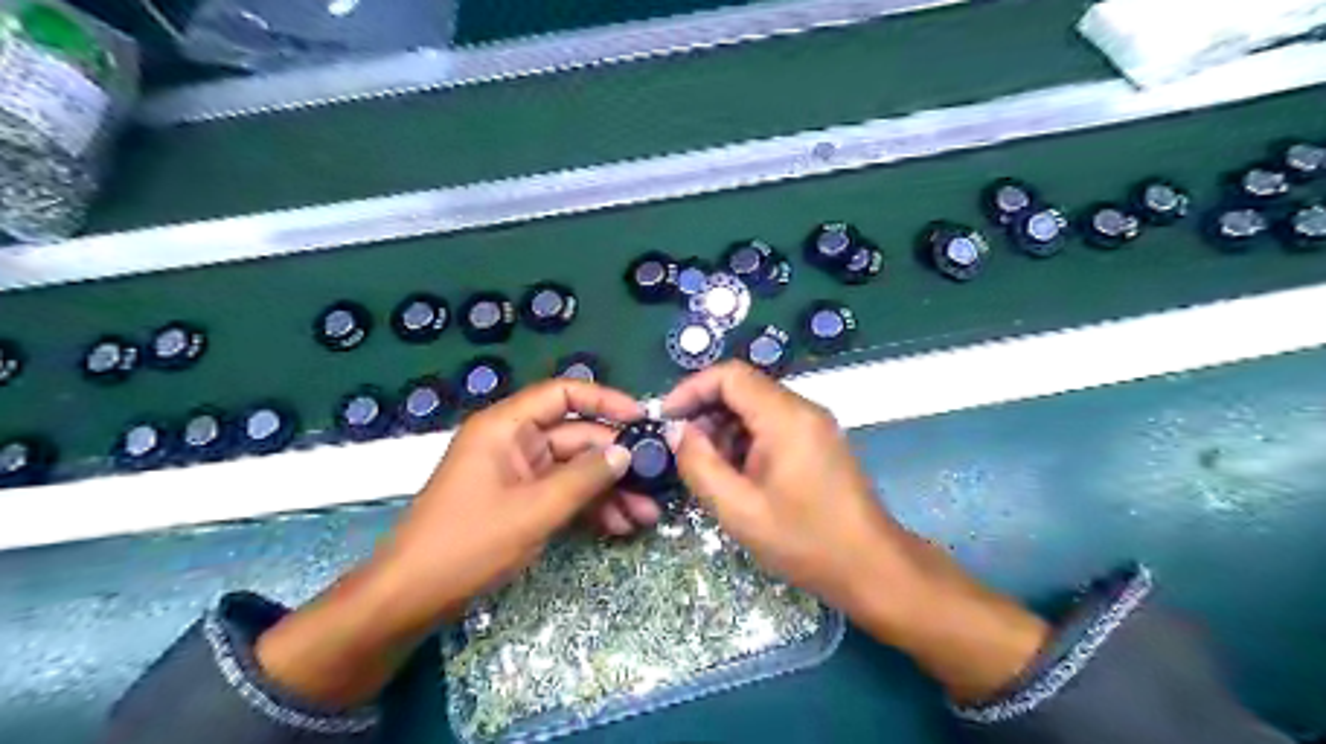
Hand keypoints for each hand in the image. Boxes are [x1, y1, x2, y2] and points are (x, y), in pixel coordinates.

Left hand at [378, 380, 649, 612]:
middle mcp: (514, 442)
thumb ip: (584, 478)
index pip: (562, 394)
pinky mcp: (521, 502)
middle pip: (576, 437)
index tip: (642, 418)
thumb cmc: (467, 544)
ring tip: (646, 516)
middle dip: (615, 462)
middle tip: (655, 482)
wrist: (411, 599)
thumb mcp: (533, 510)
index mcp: (506, 427)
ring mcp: (518, 474)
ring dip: (609, 491)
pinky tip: (620, 526)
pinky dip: (589, 508)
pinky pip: (563, 494)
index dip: (604, 401)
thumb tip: (626, 452)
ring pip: (575, 470)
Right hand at [663, 365, 1045, 705]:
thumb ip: (700, 465)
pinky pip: (773, 426)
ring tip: (708, 469)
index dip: (691, 389)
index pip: (730, 375)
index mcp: (786, 417)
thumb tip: (678, 432)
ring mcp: (814, 425)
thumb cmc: (805, 541)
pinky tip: (737, 475)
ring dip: (724, 429)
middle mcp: (803, 409)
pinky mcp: (818, 442)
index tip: (666, 418)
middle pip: (743, 389)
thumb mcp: (739, 510)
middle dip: (706, 413)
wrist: (873, 568)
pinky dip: (746, 441)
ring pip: (756, 408)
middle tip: (683, 450)